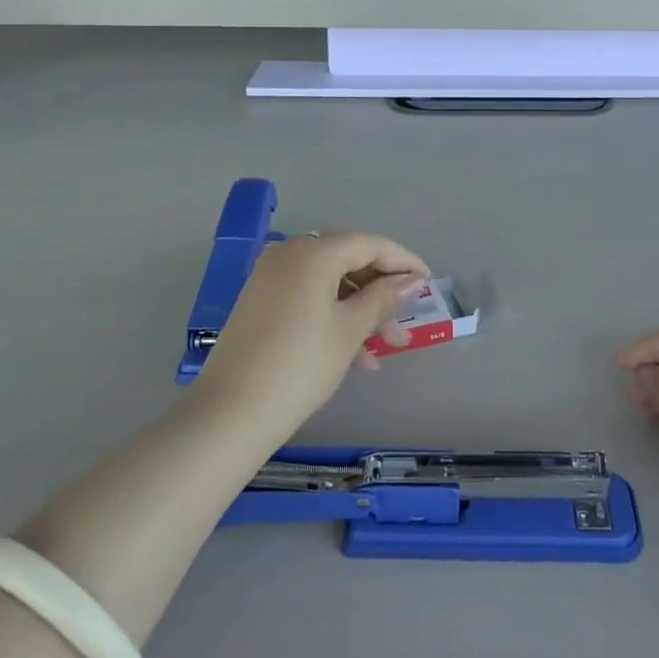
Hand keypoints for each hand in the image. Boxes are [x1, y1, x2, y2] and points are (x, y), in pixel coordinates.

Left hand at [191, 233, 429, 437]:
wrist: (230, 413)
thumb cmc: (300, 365)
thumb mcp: (350, 330)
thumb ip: (383, 298)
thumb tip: (410, 281)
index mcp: (314, 252)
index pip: (370, 244)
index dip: (403, 261)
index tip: (427, 282)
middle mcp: (290, 253)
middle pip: (349, 259)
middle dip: (381, 289)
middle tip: (405, 319)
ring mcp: (271, 277)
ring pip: (329, 282)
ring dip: (360, 308)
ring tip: (385, 348)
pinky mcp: (260, 301)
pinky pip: (309, 296)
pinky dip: (334, 315)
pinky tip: (355, 355)